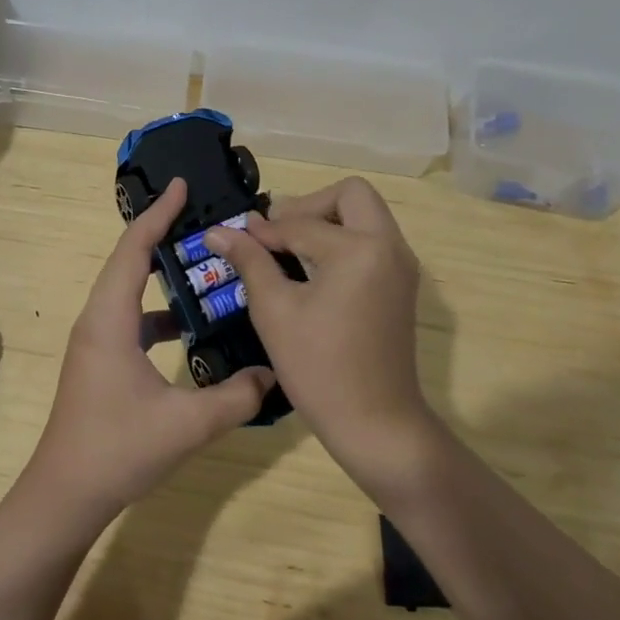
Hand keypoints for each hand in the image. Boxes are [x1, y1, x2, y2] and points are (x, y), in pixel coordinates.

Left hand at [24, 178, 275, 524]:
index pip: (134, 249)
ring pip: (129, 291)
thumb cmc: (117, 449)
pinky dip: (159, 311)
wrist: (65, 494)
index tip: (181, 185)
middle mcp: (97, 320)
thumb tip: (273, 373)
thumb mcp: (186, 424)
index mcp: (110, 319)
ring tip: (204, 264)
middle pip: (128, 261)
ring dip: (161, 273)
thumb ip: (235, 397)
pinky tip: (190, 327)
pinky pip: (130, 318)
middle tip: (201, 217)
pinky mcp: (100, 361)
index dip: (158, 214)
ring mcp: (96, 341)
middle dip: (162, 234)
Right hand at [207, 177, 435, 492]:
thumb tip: (218, 231)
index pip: (301, 224)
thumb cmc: (319, 368)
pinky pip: (373, 240)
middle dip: (309, 206)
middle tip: (276, 234)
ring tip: (289, 250)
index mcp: (359, 249)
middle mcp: (389, 246)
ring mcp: (401, 265)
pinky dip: (343, 240)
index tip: (235, 236)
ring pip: (365, 215)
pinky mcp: (401, 284)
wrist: (376, 424)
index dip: (264, 231)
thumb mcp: (274, 311)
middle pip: (350, 195)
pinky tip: (312, 269)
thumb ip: (249, 261)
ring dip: (327, 220)